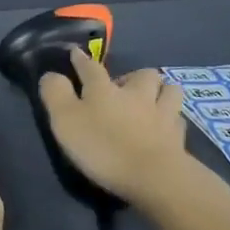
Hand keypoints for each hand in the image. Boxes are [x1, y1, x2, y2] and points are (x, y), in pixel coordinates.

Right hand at [38, 49, 189, 204]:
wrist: (153, 177)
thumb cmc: (104, 147)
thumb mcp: (66, 121)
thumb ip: (56, 94)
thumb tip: (51, 74)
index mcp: (105, 89)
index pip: (91, 67)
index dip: (81, 60)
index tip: (76, 53)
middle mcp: (137, 93)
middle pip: (142, 74)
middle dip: (134, 76)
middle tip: (125, 89)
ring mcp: (163, 113)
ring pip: (169, 90)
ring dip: (162, 92)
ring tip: (154, 101)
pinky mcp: (179, 137)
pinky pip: (178, 120)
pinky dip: (173, 120)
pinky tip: (167, 127)